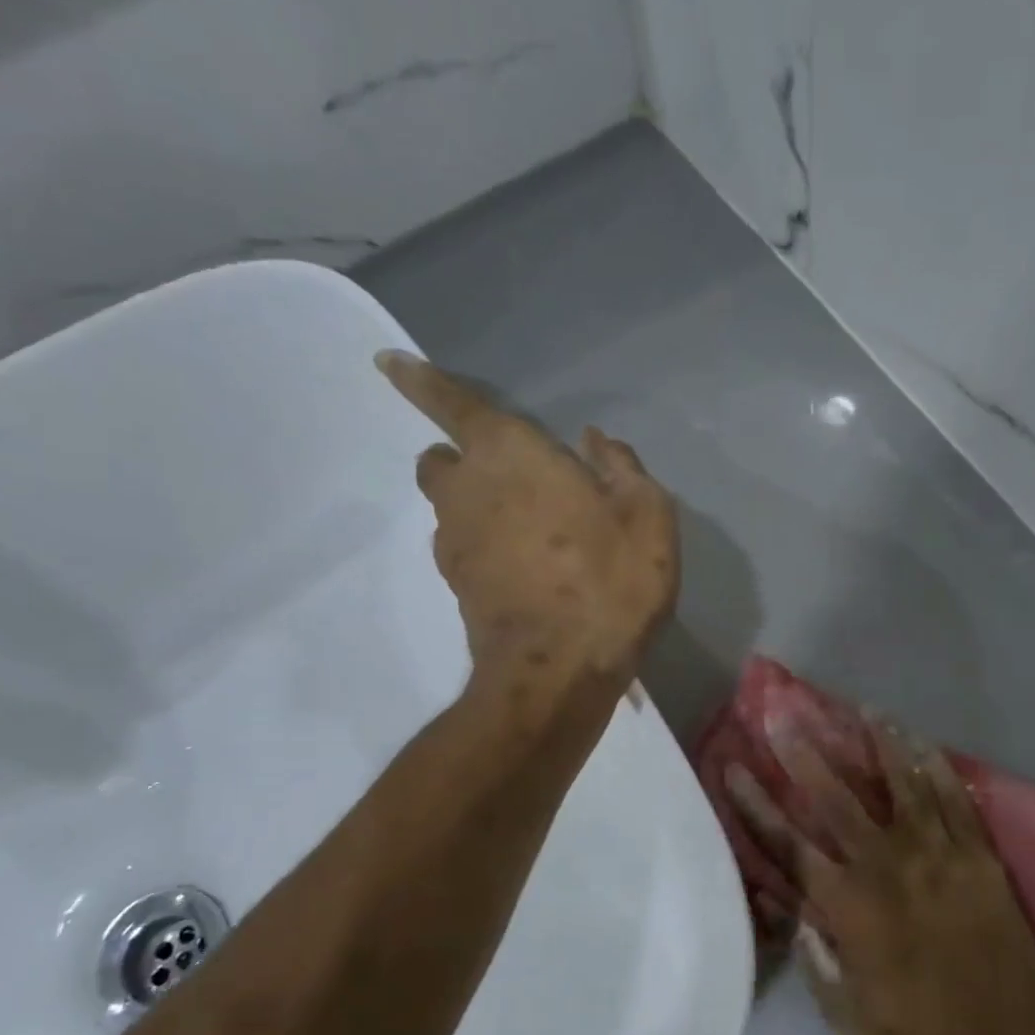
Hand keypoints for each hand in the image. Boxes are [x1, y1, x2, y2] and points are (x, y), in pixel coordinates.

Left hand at [376, 351, 678, 690]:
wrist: (558, 671)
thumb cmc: (609, 581)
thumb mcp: (647, 516)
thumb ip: (621, 468)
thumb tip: (595, 442)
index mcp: (510, 454)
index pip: (453, 403)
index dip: (421, 380)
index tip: (388, 364)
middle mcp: (467, 489)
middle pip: (443, 459)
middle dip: (464, 457)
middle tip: (514, 477)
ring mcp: (455, 542)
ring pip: (451, 506)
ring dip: (480, 506)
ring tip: (534, 534)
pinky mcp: (457, 586)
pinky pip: (465, 547)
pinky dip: (487, 546)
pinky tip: (530, 570)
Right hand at [727, 723, 1034, 1034]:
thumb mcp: (848, 1015)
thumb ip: (815, 958)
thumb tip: (791, 911)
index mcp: (847, 907)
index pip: (787, 843)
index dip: (756, 804)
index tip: (733, 767)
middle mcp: (886, 867)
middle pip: (836, 798)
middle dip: (805, 753)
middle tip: (784, 714)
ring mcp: (936, 855)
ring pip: (901, 783)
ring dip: (878, 742)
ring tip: (863, 709)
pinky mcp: (978, 856)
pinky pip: (953, 799)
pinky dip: (936, 766)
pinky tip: (921, 740)